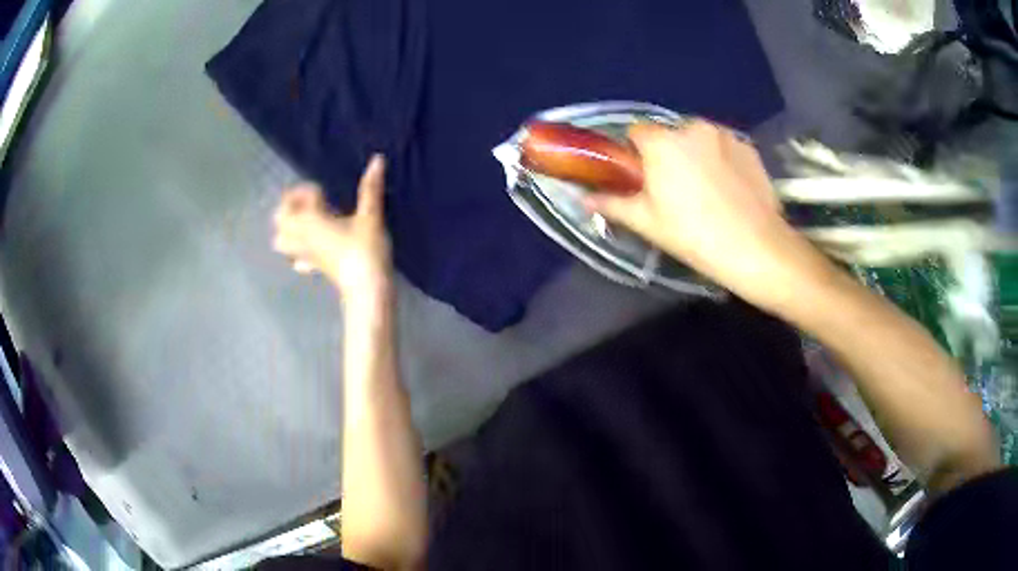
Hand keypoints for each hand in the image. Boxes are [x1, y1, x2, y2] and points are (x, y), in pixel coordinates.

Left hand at [272, 155, 391, 300]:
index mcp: (310, 220)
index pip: (299, 197)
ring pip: (282, 241)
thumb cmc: (365, 250)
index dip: (311, 191)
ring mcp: (305, 254)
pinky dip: (299, 251)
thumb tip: (377, 160)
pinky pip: (297, 260)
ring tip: (308, 223)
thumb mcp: (371, 216)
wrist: (367, 289)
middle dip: (290, 207)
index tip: (327, 193)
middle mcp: (301, 236)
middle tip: (310, 203)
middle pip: (280, 219)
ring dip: (289, 229)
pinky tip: (314, 248)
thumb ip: (370, 188)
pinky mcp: (314, 268)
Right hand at [586, 121, 818, 309]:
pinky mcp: (748, 146)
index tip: (643, 177)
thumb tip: (582, 198)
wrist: (756, 248)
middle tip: (676, 188)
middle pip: (670, 134)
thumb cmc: (694, 235)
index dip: (635, 153)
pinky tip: (729, 188)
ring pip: (699, 138)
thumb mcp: (647, 223)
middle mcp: (692, 127)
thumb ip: (612, 203)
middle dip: (668, 153)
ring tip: (708, 189)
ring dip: (696, 153)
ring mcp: (724, 134)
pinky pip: (724, 146)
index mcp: (662, 142)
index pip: (636, 132)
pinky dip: (721, 158)